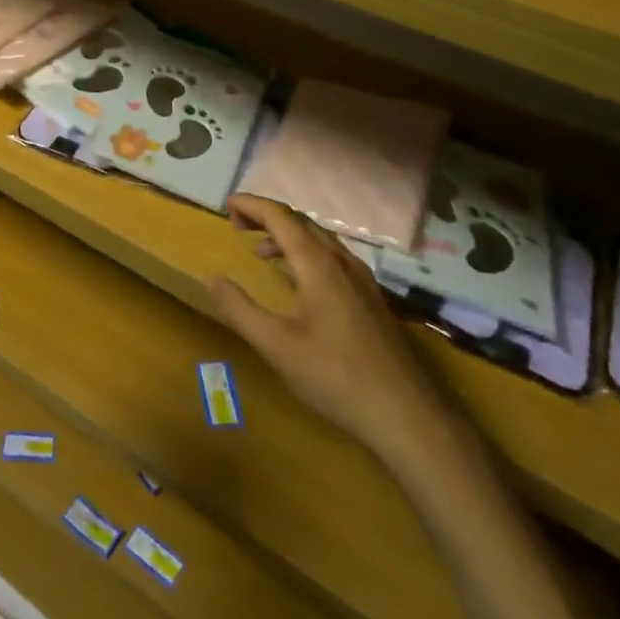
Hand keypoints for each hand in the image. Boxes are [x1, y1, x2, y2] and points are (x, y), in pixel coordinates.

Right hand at [212, 196, 455, 466]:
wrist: (406, 414)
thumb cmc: (335, 377)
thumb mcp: (276, 346)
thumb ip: (240, 310)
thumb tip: (213, 279)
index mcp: (318, 264)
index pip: (280, 216)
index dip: (251, 205)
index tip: (226, 204)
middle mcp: (341, 261)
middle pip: (300, 221)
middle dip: (266, 215)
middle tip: (236, 225)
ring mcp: (361, 279)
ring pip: (319, 239)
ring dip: (286, 235)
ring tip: (260, 251)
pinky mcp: (370, 298)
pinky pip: (332, 257)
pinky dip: (305, 253)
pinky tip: (297, 280)